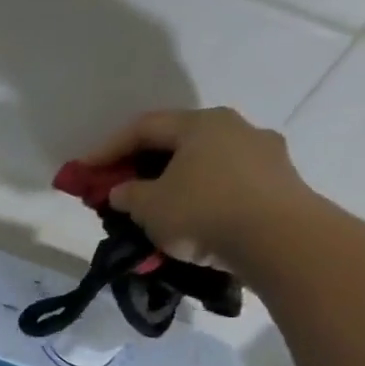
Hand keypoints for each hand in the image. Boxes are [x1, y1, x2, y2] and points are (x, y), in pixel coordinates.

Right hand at [84, 108, 319, 264]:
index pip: (143, 128)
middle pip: (176, 143)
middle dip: (141, 166)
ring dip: (172, 184)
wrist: (282, 241)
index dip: (106, 149)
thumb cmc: (204, 211)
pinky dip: (199, 198)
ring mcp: (263, 155)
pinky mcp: (279, 184)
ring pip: (203, 165)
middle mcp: (235, 128)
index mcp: (201, 123)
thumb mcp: (148, 206)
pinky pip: (225, 185)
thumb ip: (127, 194)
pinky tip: (187, 222)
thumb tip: (123, 191)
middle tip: (117, 188)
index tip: (82, 171)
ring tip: (152, 210)